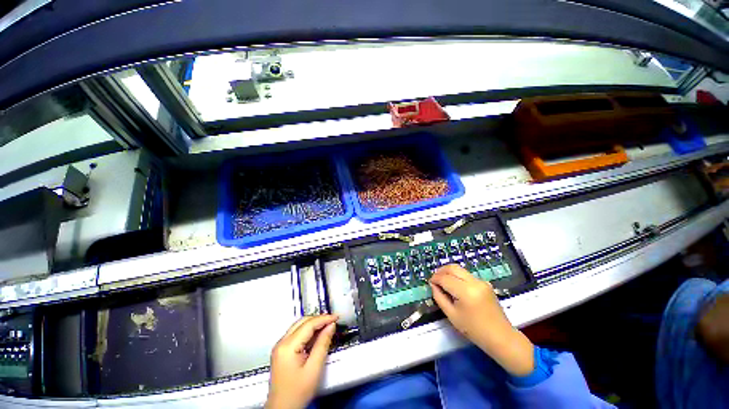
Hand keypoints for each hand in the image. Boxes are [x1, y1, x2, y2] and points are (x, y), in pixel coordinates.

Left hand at [266, 315, 338, 408]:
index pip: (308, 324)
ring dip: (313, 324)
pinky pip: (296, 334)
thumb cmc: (298, 392)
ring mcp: (280, 347)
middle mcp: (281, 343)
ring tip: (327, 326)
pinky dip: (308, 331)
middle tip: (332, 321)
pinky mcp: (282, 351)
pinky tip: (317, 335)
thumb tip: (331, 326)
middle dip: (318, 319)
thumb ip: (323, 344)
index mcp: (287, 346)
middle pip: (302, 322)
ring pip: (299, 326)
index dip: (324, 319)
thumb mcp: (314, 368)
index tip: (336, 317)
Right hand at [430, 264, 533, 375]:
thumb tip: (433, 285)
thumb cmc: (474, 330)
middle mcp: (474, 282)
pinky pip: (467, 275)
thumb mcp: (452, 315)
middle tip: (435, 279)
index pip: (445, 278)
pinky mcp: (485, 283)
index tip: (429, 283)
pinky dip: (457, 276)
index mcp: (466, 291)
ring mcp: (481, 281)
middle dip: (441, 271)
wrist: (501, 337)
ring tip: (442, 281)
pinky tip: (454, 286)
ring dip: (449, 272)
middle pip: (453, 268)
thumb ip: (440, 298)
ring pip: (460, 269)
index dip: (435, 279)